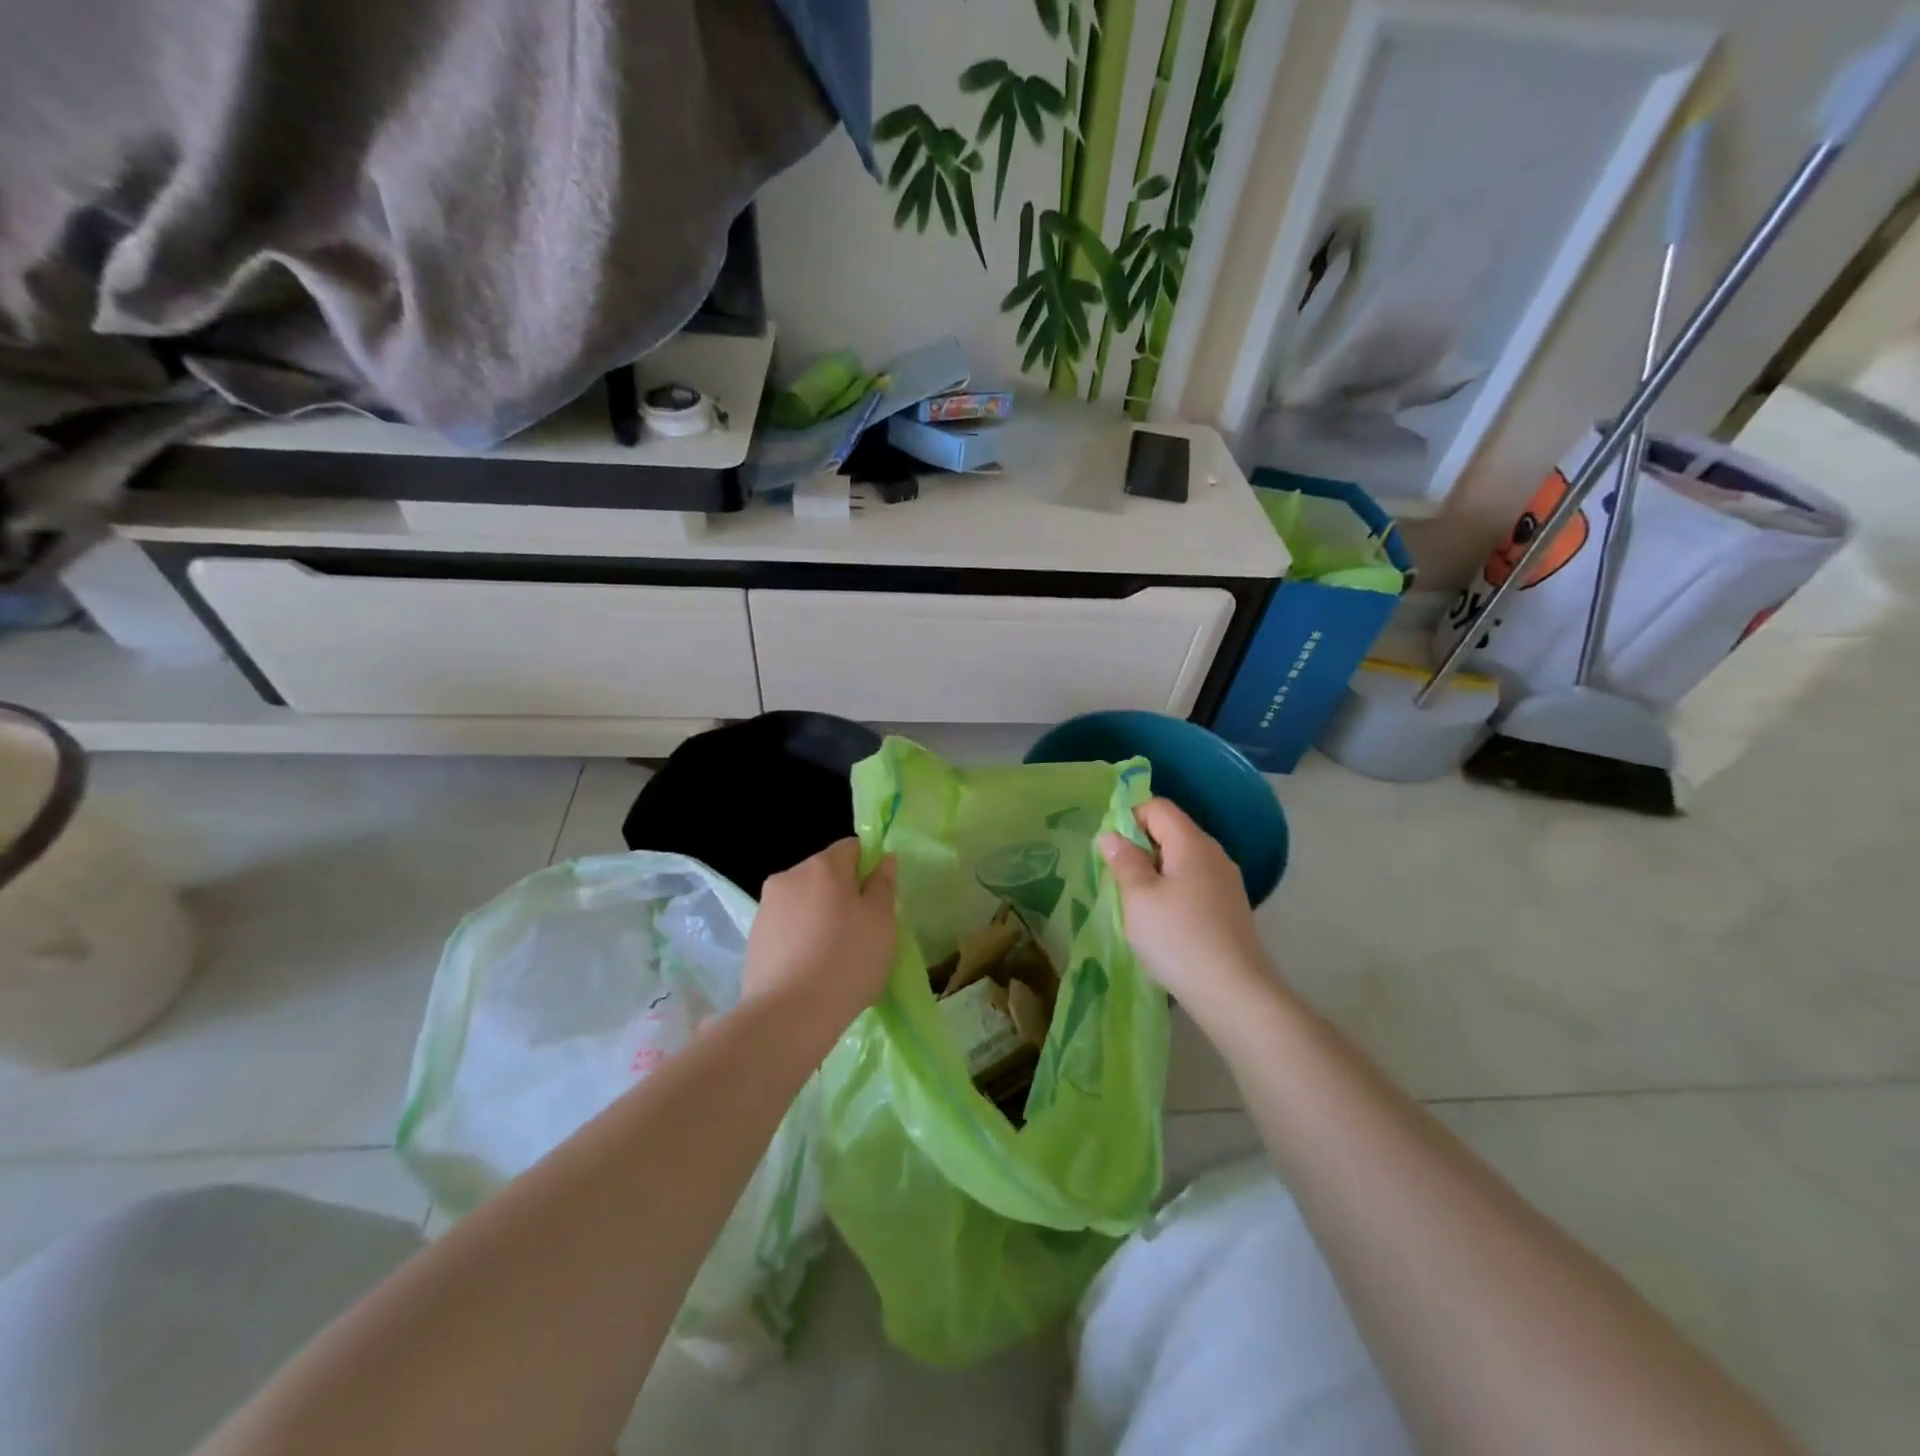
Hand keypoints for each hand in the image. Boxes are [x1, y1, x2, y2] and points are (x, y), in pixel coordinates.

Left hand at [743, 840, 897, 1034]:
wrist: (789, 1016)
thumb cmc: (847, 960)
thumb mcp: (882, 921)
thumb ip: (884, 884)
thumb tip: (885, 859)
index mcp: (823, 866)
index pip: (851, 848)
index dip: (869, 867)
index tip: (877, 900)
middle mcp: (789, 876)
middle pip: (825, 873)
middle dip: (843, 893)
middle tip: (861, 931)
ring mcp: (766, 907)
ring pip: (804, 900)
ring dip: (820, 916)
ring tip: (834, 955)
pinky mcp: (754, 937)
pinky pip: (787, 926)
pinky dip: (800, 937)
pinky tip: (811, 968)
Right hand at [1099, 798, 1268, 1011]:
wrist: (1233, 993)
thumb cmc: (1178, 938)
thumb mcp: (1138, 897)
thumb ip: (1124, 861)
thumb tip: (1112, 835)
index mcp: (1192, 843)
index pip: (1158, 807)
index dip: (1129, 816)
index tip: (1109, 847)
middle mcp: (1214, 854)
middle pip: (1172, 831)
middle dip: (1140, 845)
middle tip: (1115, 875)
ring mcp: (1226, 882)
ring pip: (1183, 859)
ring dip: (1155, 871)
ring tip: (1134, 901)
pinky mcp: (1229, 908)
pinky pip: (1194, 883)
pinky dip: (1173, 890)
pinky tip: (1162, 920)